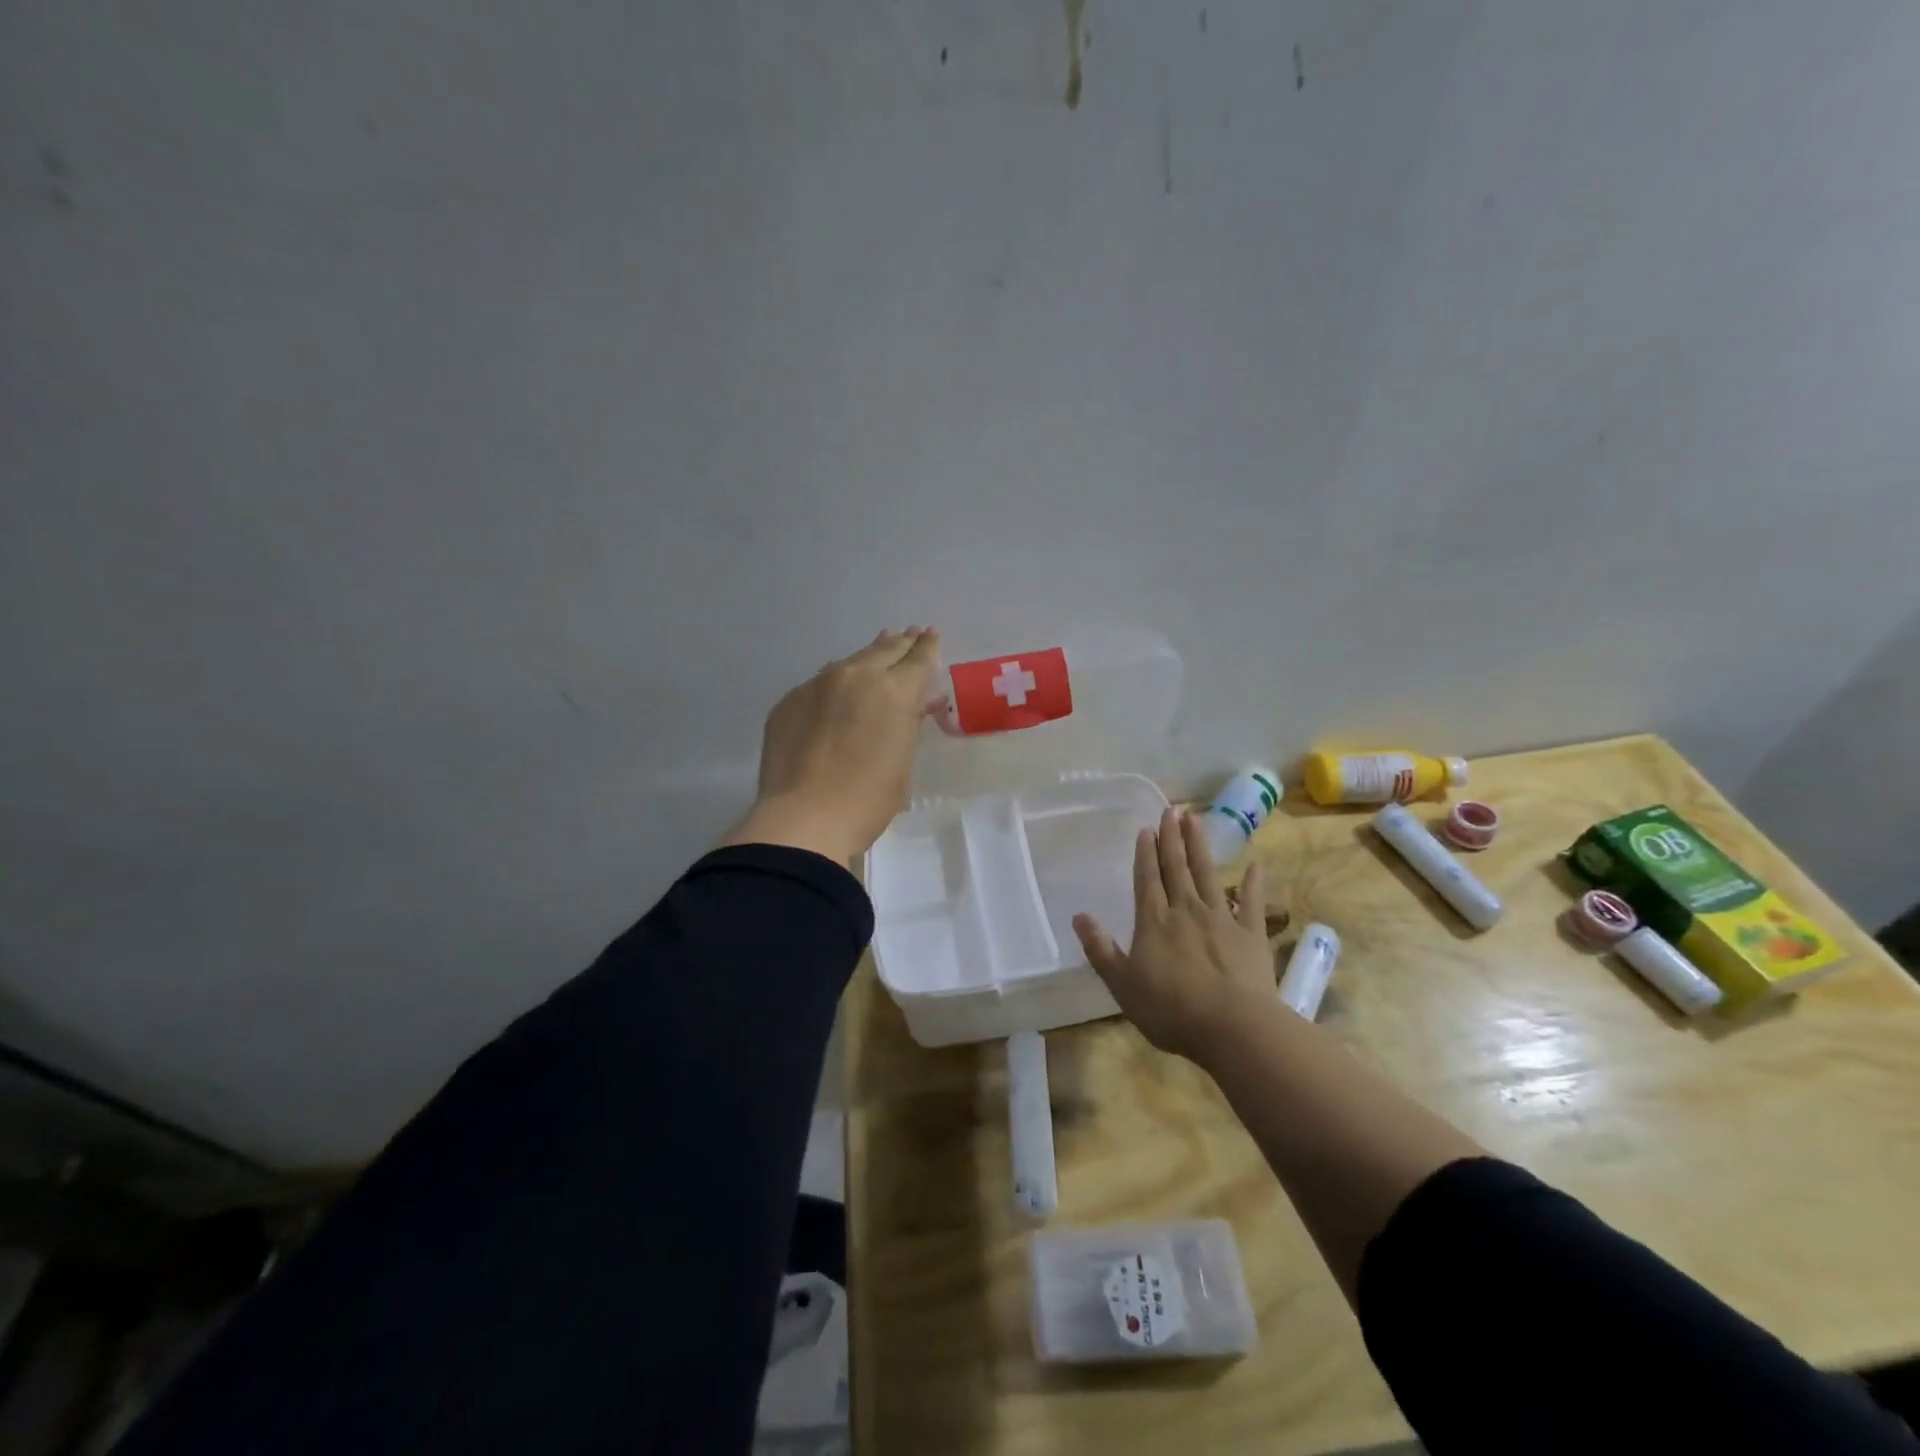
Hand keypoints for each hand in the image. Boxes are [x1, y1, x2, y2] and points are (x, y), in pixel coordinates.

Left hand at [719, 628, 941, 862]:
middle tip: (910, 634)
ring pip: (849, 663)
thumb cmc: (868, 798)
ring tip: (877, 651)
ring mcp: (817, 685)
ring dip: (867, 658)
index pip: (918, 659)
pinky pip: (819, 685)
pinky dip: (835, 685)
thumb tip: (916, 701)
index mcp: (893, 690)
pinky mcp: (789, 702)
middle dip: (900, 643)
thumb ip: (909, 723)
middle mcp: (855, 676)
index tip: (931, 635)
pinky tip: (837, 693)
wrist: (804, 817)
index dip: (928, 647)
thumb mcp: (903, 759)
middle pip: (884, 650)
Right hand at [1073, 807, 1275, 1060]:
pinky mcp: (1251, 934)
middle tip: (1172, 809)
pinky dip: (1254, 882)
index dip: (1146, 853)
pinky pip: (1253, 902)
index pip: (1147, 879)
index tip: (1147, 828)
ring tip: (1196, 819)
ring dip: (1200, 846)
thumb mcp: (1123, 984)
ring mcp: (1222, 918)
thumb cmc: (1170, 1010)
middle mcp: (1186, 910)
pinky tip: (1256, 863)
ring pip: (1208, 874)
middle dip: (1172, 838)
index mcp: (1154, 921)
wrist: (1232, 1027)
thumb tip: (1078, 916)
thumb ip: (1100, 949)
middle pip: (1177, 867)